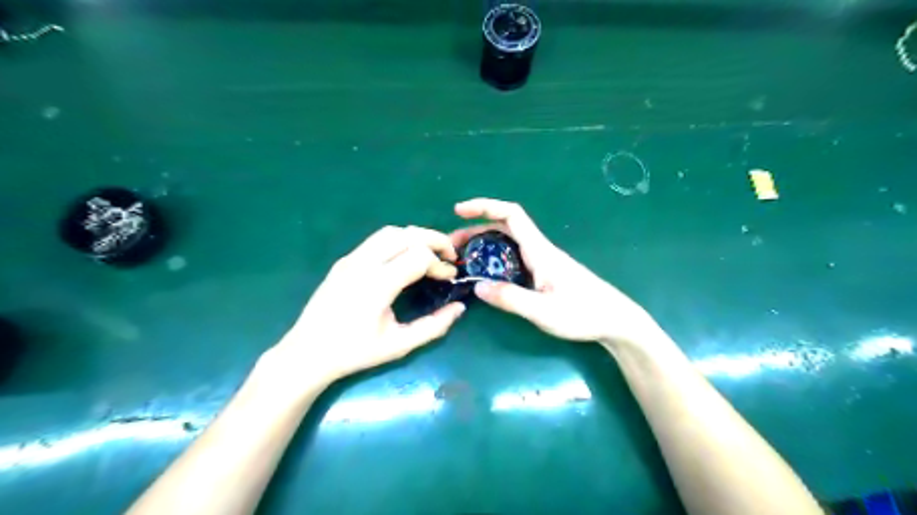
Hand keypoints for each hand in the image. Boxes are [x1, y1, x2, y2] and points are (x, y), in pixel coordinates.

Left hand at [265, 226, 465, 382]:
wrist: (307, 352)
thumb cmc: (355, 352)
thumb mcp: (399, 345)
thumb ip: (434, 326)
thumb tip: (459, 308)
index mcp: (377, 285)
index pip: (419, 256)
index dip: (440, 264)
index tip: (449, 277)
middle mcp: (364, 264)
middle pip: (407, 234)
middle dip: (434, 239)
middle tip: (449, 254)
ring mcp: (351, 259)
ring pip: (391, 232)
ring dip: (416, 237)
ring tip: (430, 253)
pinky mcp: (344, 260)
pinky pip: (376, 240)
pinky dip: (399, 241)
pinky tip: (404, 258)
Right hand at [451, 197, 659, 344]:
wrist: (615, 320)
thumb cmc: (583, 314)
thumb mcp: (543, 311)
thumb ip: (511, 299)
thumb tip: (477, 286)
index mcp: (540, 251)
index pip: (511, 215)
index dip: (484, 206)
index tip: (459, 211)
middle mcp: (540, 250)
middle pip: (505, 227)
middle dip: (475, 229)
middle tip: (452, 246)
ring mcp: (543, 260)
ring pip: (508, 242)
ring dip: (484, 243)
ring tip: (463, 258)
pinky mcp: (545, 272)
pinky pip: (514, 256)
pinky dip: (495, 257)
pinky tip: (487, 273)